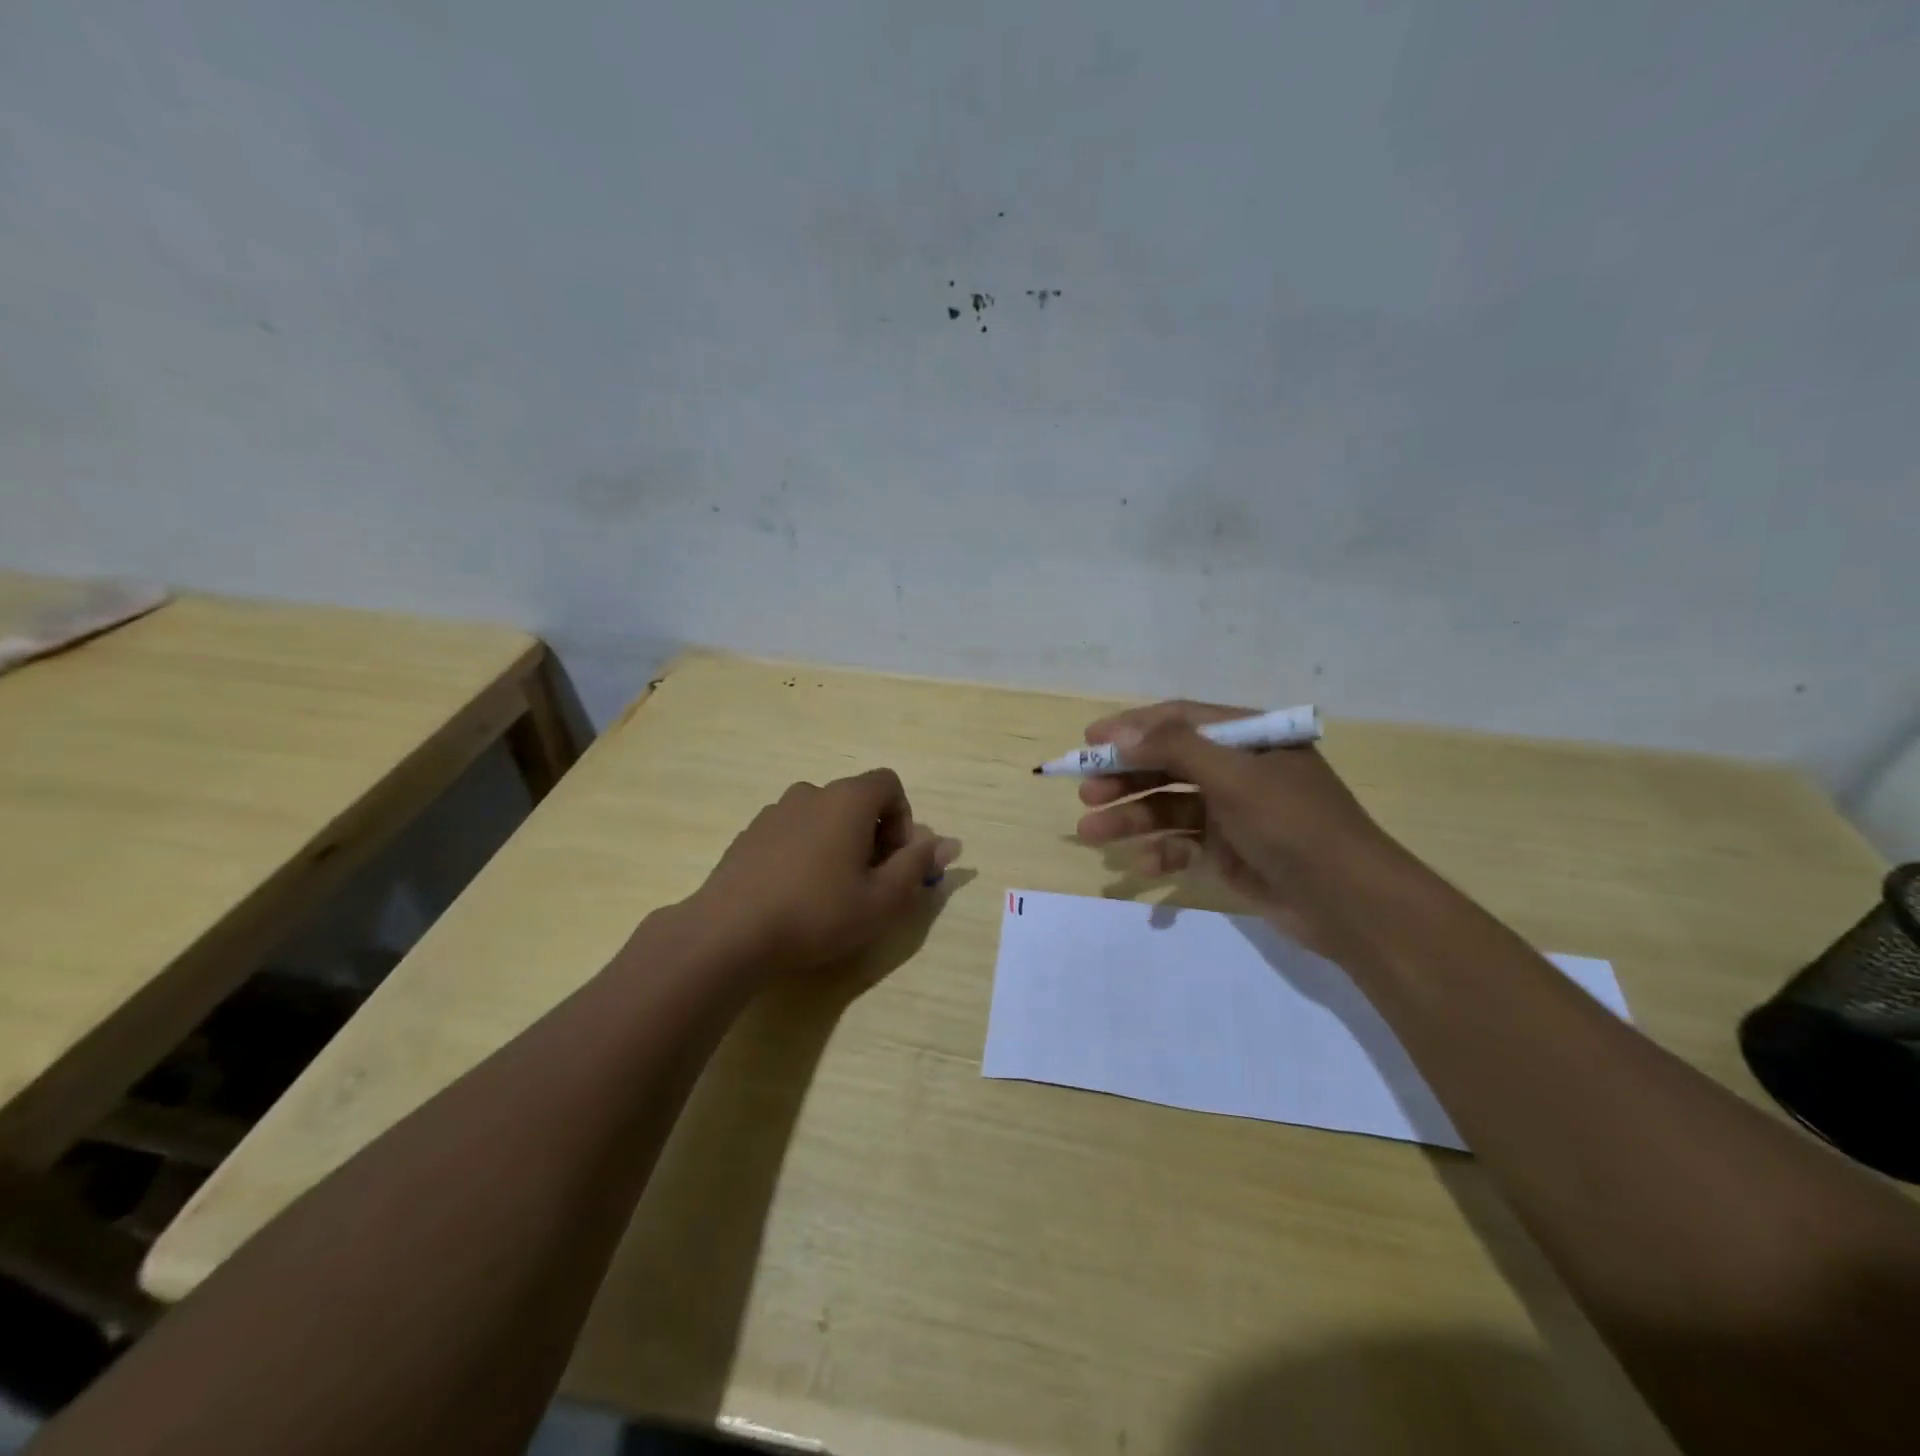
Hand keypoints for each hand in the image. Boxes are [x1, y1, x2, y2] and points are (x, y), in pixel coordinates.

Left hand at [691, 768, 961, 977]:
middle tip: (870, 882)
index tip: (896, 860)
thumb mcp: (883, 899)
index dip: (903, 819)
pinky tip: (796, 894)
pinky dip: (805, 852)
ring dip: (838, 844)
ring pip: (823, 818)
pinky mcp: (749, 835)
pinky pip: (792, 833)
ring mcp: (774, 812)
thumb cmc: (818, 913)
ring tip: (832, 891)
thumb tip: (946, 843)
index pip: (889, 784)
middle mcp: (811, 793)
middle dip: (873, 835)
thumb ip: (918, 865)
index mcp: (847, 799)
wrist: (730, 932)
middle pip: (856, 801)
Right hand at [1074, 701, 1411, 957]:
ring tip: (1091, 833)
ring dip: (1131, 818)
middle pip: (1168, 765)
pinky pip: (1184, 845)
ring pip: (1170, 807)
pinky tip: (1143, 865)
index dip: (1132, 728)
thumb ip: (1176, 748)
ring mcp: (1233, 813)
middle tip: (1085, 792)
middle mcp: (1238, 770)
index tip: (1089, 740)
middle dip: (1125, 778)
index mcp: (1248, 739)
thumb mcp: (1235, 777)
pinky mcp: (1230, 852)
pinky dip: (1162, 853)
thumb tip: (1121, 733)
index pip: (1179, 720)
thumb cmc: (1294, 825)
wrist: (1351, 904)